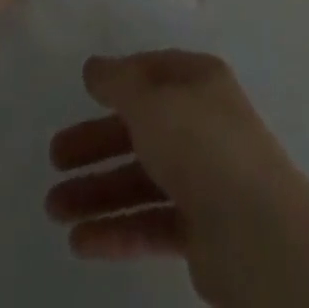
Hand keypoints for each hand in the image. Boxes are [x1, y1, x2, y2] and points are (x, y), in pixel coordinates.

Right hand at [46, 51, 308, 307]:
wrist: (255, 230)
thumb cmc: (200, 144)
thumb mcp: (150, 101)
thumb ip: (118, 82)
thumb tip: (94, 66)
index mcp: (199, 81)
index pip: (152, 72)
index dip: (118, 81)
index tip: (82, 94)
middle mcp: (203, 123)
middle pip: (142, 128)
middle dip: (97, 143)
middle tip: (55, 158)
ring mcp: (204, 177)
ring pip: (143, 179)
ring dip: (98, 192)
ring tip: (54, 209)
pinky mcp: (203, 229)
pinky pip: (152, 223)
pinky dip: (118, 231)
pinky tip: (82, 242)